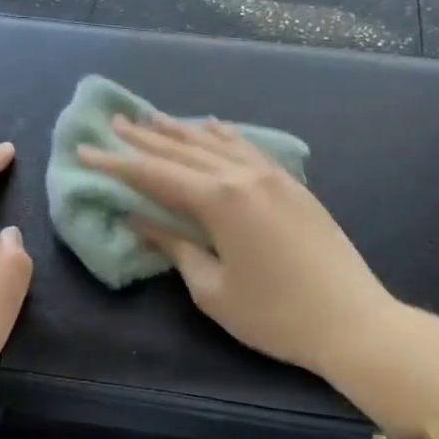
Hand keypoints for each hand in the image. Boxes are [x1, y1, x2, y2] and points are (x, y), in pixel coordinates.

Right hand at [79, 117, 397, 378]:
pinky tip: (210, 126)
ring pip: (216, 142)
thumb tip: (140, 220)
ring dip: (180, 131)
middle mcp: (243, 175)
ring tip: (150, 118)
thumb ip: (175, 247)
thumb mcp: (212, 289)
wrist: (353, 321)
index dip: (116, 164)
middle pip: (183, 150)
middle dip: (144, 139)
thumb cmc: (274, 315)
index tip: (84, 152)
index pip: (155, 175)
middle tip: (112, 124)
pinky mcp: (292, 184)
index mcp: (220, 200)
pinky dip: (222, 135)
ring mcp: (272, 176)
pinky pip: (247, 147)